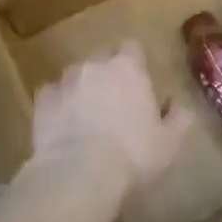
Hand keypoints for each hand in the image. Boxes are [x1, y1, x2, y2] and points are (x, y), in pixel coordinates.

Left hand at [30, 43, 191, 198]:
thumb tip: (178, 105)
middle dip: (108, 72)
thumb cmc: (133, 154)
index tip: (140, 81)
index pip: (133, 47)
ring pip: (76, 76)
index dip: (136, 62)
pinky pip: (53, 95)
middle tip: (116, 99)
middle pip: (102, 57)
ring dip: (83, 88)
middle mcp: (94, 66)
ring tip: (88, 115)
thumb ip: (179, 118)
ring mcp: (64, 81)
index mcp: (128, 68)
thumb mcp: (170, 142)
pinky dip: (59, 105)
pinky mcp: (42, 102)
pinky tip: (64, 126)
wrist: (79, 173)